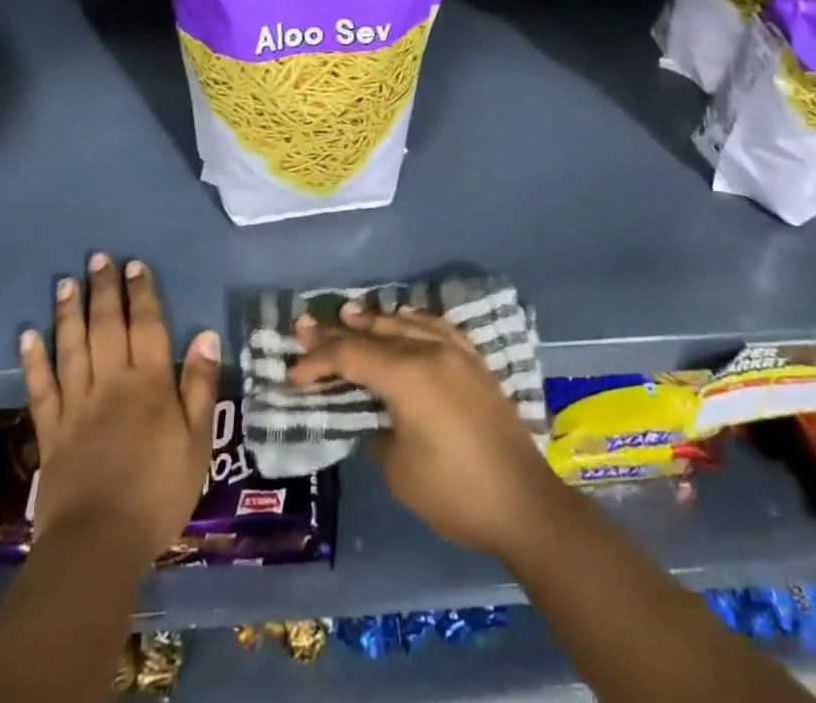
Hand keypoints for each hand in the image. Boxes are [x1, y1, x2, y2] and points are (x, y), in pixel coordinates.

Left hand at [20, 253, 220, 564]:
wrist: (98, 545)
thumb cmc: (159, 493)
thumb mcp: (198, 442)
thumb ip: (201, 387)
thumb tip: (207, 335)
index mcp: (150, 384)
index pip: (147, 326)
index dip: (142, 293)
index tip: (135, 265)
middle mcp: (111, 383)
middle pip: (107, 327)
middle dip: (104, 290)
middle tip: (98, 259)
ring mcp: (77, 406)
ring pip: (72, 348)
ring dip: (69, 313)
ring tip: (66, 283)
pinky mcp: (51, 432)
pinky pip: (40, 389)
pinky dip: (32, 361)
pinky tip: (26, 336)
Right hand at [288, 304, 560, 558]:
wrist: (522, 502)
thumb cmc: (454, 492)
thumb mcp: (398, 469)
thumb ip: (376, 430)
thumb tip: (372, 415)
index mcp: (407, 375)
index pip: (351, 355)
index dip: (318, 361)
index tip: (293, 373)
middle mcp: (430, 351)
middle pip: (375, 332)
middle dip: (339, 331)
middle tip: (307, 325)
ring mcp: (456, 352)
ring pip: (406, 322)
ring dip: (375, 319)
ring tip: (349, 313)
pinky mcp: (474, 362)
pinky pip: (436, 326)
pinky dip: (412, 320)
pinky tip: (404, 319)